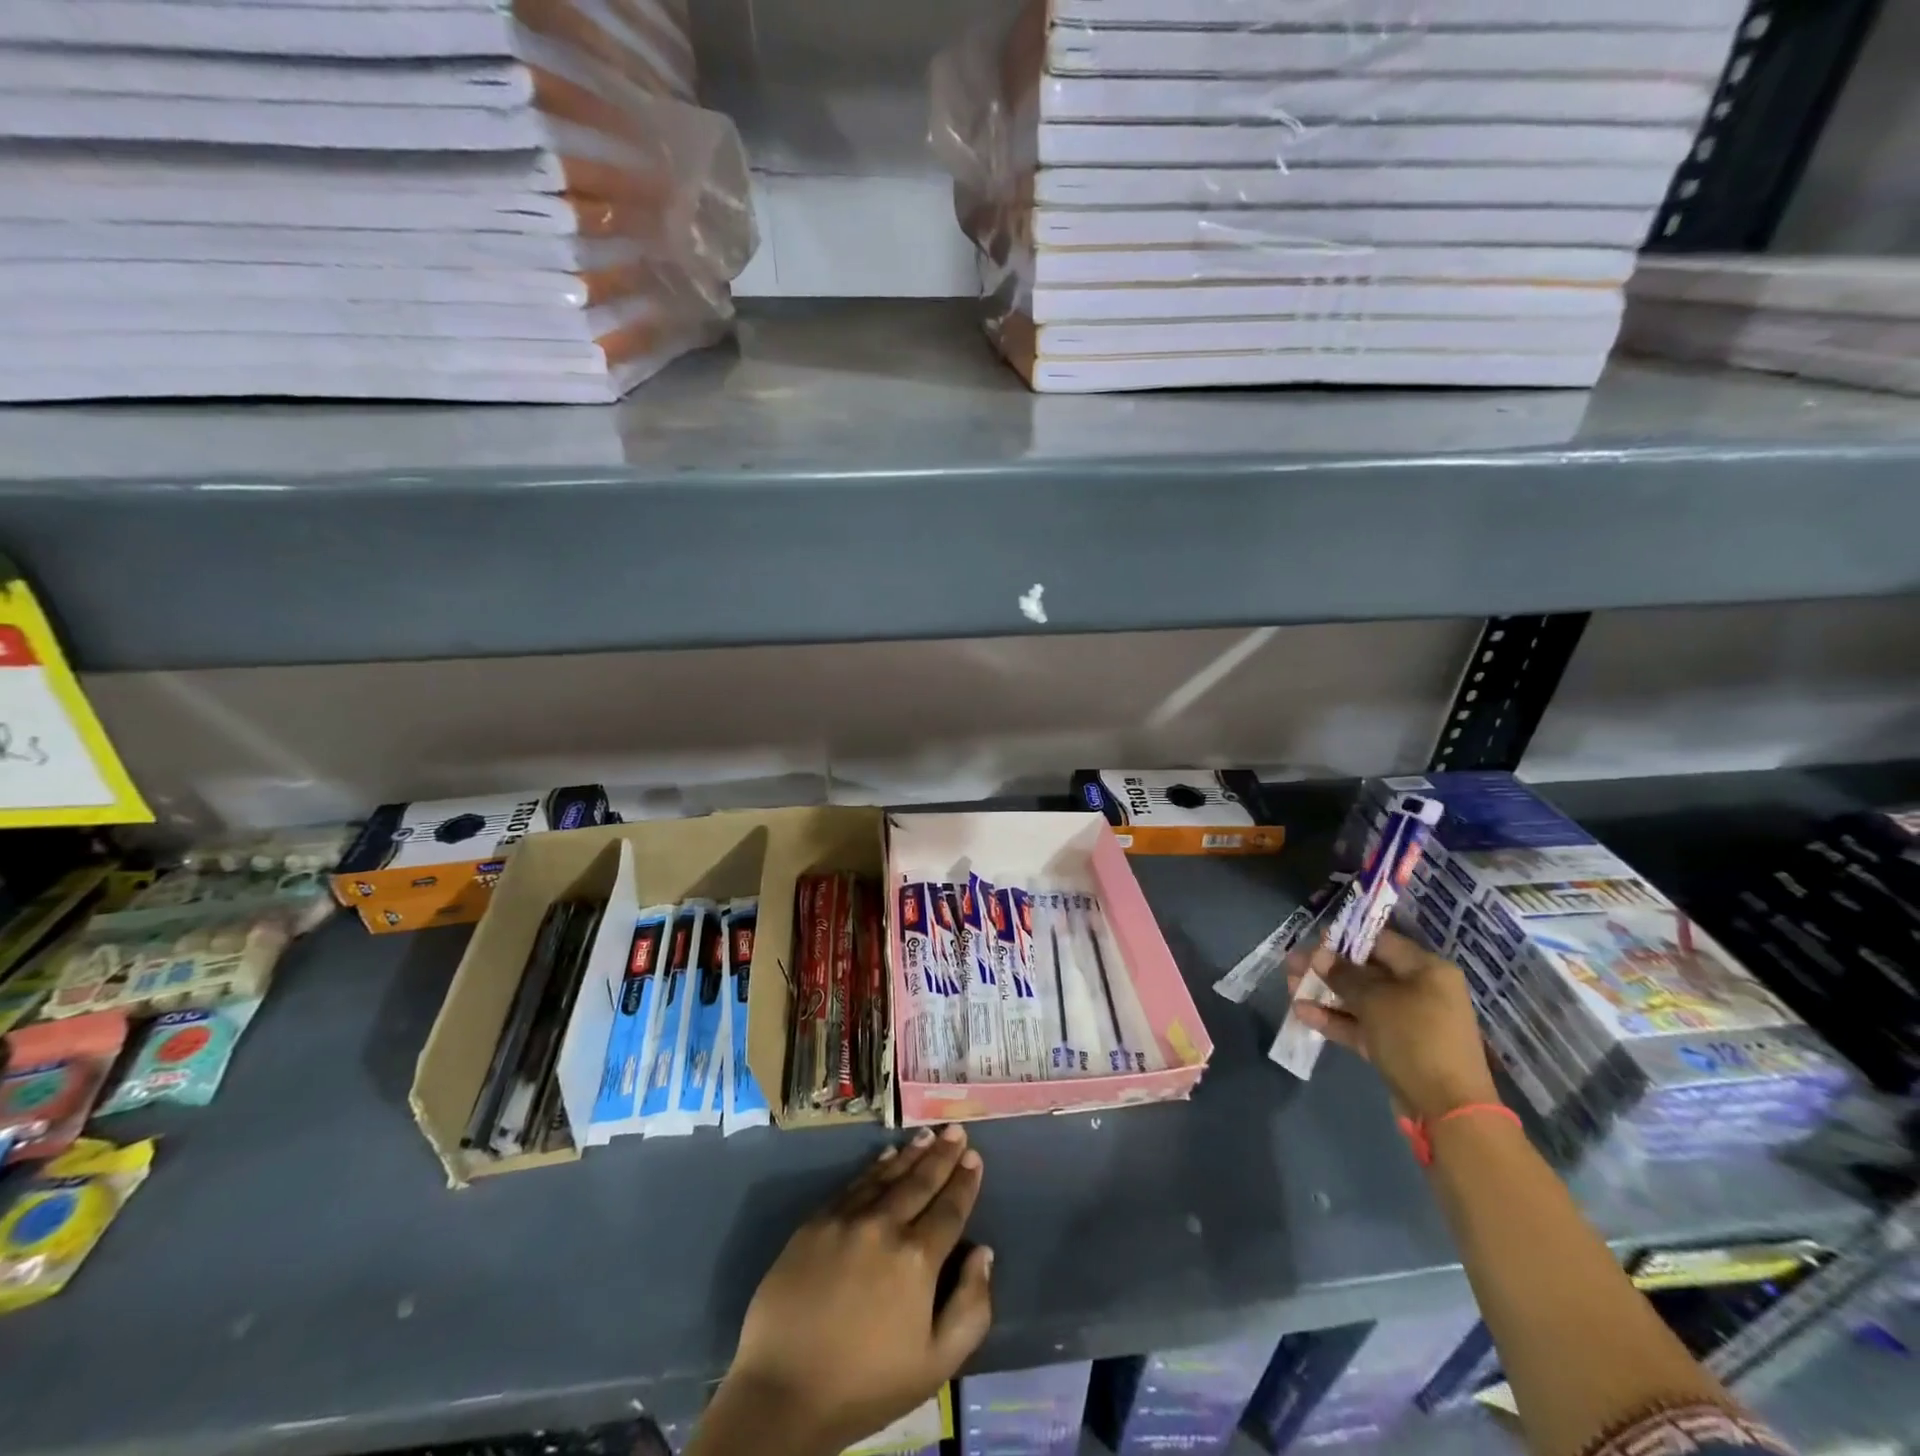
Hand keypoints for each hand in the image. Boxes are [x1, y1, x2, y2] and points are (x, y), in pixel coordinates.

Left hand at [714, 1125, 992, 1455]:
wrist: (783, 1392)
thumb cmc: (866, 1385)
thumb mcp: (935, 1364)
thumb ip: (971, 1308)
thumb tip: (983, 1253)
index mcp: (917, 1259)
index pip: (949, 1209)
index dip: (964, 1182)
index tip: (975, 1156)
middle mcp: (885, 1226)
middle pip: (920, 1182)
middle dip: (942, 1155)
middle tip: (956, 1130)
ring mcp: (847, 1219)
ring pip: (887, 1176)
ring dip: (911, 1153)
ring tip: (928, 1134)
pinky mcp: (816, 1222)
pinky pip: (853, 1185)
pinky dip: (874, 1168)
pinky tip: (886, 1156)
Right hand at [1289, 927, 1497, 1122]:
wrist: (1447, 1109)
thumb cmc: (1415, 1038)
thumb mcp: (1375, 1000)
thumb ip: (1344, 974)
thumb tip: (1320, 954)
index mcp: (1426, 970)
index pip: (1380, 941)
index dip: (1345, 939)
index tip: (1312, 940)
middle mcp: (1420, 990)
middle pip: (1366, 971)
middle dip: (1327, 968)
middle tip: (1292, 965)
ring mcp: (1408, 1021)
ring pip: (1360, 999)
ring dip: (1325, 993)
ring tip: (1289, 988)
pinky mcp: (1396, 1047)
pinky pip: (1362, 1025)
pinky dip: (1335, 1019)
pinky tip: (1302, 1014)